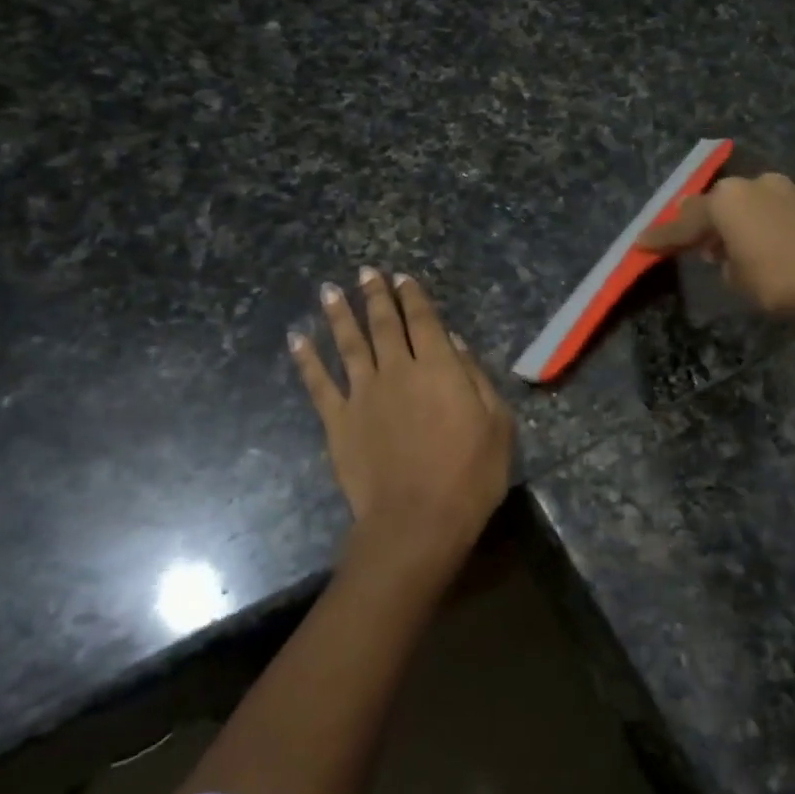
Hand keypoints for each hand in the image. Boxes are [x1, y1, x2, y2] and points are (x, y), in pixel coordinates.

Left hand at [291, 268, 514, 583]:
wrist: (416, 520)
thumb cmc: (470, 475)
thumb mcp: (497, 425)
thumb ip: (476, 379)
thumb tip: (455, 344)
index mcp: (439, 368)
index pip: (424, 321)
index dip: (413, 297)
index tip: (402, 277)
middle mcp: (397, 370)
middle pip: (384, 324)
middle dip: (376, 295)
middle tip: (367, 273)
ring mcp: (362, 394)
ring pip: (348, 344)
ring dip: (339, 315)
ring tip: (330, 290)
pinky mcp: (338, 421)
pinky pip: (318, 383)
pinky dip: (306, 358)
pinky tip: (297, 338)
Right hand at [638, 173, 794, 323]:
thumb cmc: (783, 282)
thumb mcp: (739, 282)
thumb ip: (726, 263)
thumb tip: (730, 256)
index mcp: (729, 201)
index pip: (685, 221)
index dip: (663, 236)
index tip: (643, 242)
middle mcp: (761, 184)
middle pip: (726, 203)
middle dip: (713, 223)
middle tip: (703, 244)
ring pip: (765, 202)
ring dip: (755, 221)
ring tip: (756, 245)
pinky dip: (790, 224)